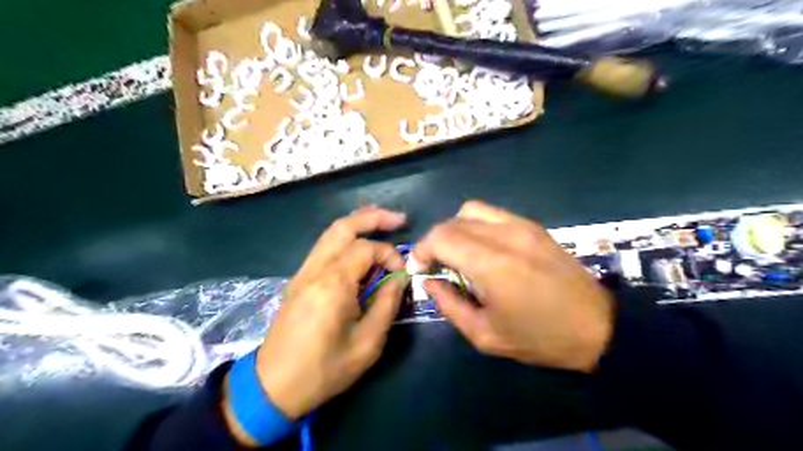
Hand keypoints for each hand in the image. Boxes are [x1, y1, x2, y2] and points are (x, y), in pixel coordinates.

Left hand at [224, 206, 405, 434]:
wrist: (273, 386)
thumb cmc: (324, 369)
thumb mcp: (367, 344)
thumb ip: (387, 304)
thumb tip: (399, 278)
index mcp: (333, 284)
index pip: (367, 248)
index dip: (390, 254)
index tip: (402, 273)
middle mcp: (315, 269)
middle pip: (343, 226)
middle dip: (373, 217)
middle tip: (399, 219)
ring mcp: (303, 272)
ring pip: (331, 233)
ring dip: (358, 224)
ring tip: (383, 223)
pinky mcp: (299, 279)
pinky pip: (324, 248)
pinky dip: (345, 239)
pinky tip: (360, 247)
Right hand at [411, 201, 612, 373]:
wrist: (597, 326)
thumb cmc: (539, 337)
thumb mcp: (485, 335)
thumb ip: (449, 305)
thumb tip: (429, 282)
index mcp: (491, 264)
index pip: (440, 237)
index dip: (422, 250)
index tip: (419, 268)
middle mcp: (504, 235)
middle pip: (452, 222)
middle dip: (434, 241)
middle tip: (435, 265)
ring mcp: (521, 226)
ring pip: (470, 210)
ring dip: (454, 229)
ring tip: (457, 253)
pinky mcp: (533, 226)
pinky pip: (492, 213)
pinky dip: (475, 224)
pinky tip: (481, 246)